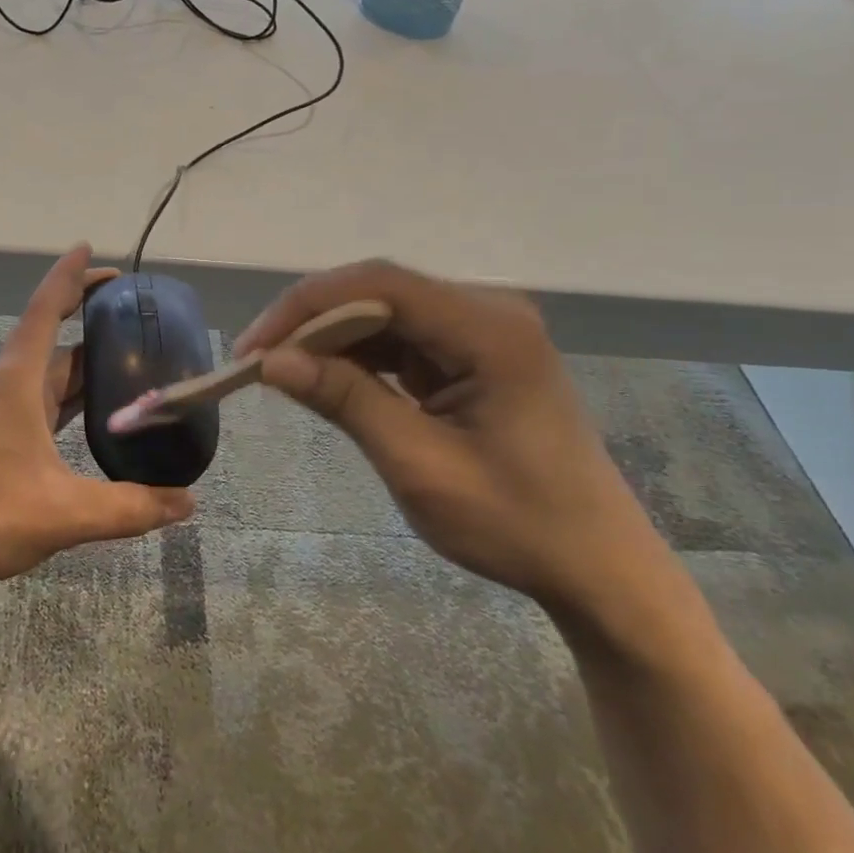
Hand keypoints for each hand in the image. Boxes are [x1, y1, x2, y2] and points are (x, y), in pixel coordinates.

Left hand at [0, 246, 195, 592]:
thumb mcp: (65, 512)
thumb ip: (129, 506)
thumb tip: (188, 503)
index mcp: (19, 381)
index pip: (45, 310)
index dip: (68, 276)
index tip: (88, 248)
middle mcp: (10, 385)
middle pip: (53, 336)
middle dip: (87, 316)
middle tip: (133, 309)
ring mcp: (1, 411)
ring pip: (50, 371)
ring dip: (83, 358)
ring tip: (128, 353)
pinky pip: (44, 399)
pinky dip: (72, 393)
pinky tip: (97, 410)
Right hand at [234, 261, 671, 621]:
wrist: (598, 568)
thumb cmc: (517, 525)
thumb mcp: (420, 466)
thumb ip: (346, 401)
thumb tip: (271, 361)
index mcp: (490, 329)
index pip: (380, 284)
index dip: (307, 306)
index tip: (255, 347)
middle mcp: (488, 311)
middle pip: (379, 291)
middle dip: (312, 323)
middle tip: (258, 363)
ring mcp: (482, 330)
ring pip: (384, 311)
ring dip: (330, 339)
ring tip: (282, 372)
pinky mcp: (472, 352)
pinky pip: (400, 337)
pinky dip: (357, 357)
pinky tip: (327, 379)